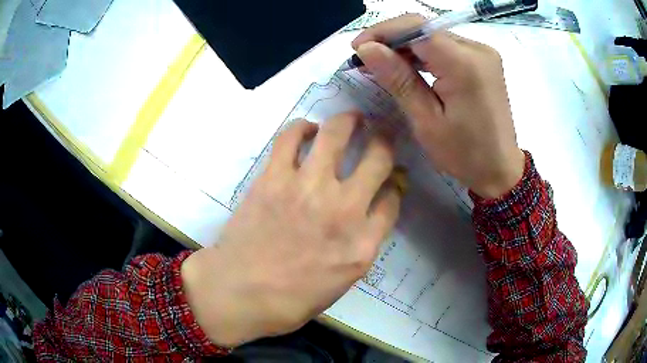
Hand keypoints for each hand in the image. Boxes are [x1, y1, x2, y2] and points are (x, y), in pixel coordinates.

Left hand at [181, 113, 400, 346]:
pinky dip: (302, 127)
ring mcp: (307, 188)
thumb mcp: (342, 281)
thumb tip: (372, 211)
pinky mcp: (274, 177)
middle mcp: (343, 210)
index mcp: (362, 244)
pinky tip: (307, 130)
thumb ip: (363, 244)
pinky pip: (290, 137)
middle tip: (382, 133)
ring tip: (352, 118)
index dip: (393, 186)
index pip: (392, 200)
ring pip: (337, 133)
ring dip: (349, 120)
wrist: (238, 292)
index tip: (388, 182)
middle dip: (385, 141)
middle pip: (379, 158)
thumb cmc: (291, 299)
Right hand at [353, 14, 524, 198]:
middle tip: (366, 59)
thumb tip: (367, 49)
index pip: (416, 28)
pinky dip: (425, 52)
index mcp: (464, 64)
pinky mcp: (483, 59)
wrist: (500, 168)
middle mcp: (477, 49)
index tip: (358, 48)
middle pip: (425, 29)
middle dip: (392, 39)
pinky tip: (410, 67)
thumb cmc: (464, 154)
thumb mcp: (426, 121)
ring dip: (406, 46)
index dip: (383, 32)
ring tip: (383, 64)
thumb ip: (398, 79)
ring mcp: (483, 52)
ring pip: (434, 35)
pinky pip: (447, 46)